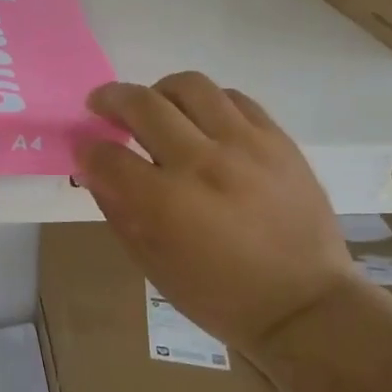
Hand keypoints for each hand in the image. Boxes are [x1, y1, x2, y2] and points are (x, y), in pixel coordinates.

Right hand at [74, 72, 354, 354]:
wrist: (304, 305)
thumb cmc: (219, 296)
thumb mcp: (152, 265)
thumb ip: (118, 210)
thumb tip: (95, 169)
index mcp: (165, 203)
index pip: (107, 155)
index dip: (87, 149)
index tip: (86, 149)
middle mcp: (202, 162)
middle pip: (142, 104)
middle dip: (110, 99)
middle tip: (102, 105)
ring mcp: (244, 145)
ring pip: (189, 86)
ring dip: (159, 91)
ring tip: (156, 106)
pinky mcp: (277, 140)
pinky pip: (234, 98)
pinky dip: (207, 102)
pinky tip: (202, 119)